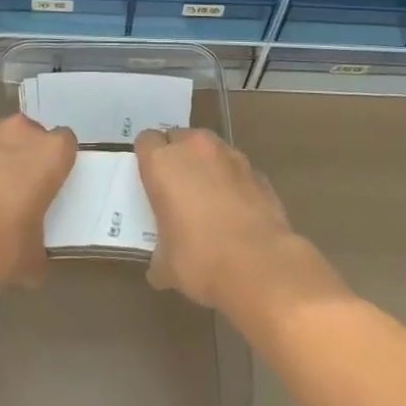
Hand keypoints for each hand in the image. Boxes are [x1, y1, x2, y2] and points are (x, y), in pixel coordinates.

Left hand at [0, 114, 76, 291]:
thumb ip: (39, 252)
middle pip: (32, 138)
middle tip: (23, 194)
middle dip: (28, 159)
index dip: (59, 165)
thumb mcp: (30, 260)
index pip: (66, 145)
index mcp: (51, 152)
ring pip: (1, 142)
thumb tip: (34, 263)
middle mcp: (21, 132)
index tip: (52, 188)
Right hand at [135, 128, 314, 310]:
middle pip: (178, 138)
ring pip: (210, 150)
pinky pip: (236, 170)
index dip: (147, 158)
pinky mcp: (257, 171)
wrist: (260, 265)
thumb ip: (159, 253)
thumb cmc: (200, 259)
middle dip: (177, 157)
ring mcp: (230, 155)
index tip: (149, 180)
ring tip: (208, 199)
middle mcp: (195, 148)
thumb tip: (161, 266)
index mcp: (163, 162)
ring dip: (206, 166)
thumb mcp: (166, 265)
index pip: (146, 141)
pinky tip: (236, 212)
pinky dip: (232, 182)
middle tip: (176, 189)